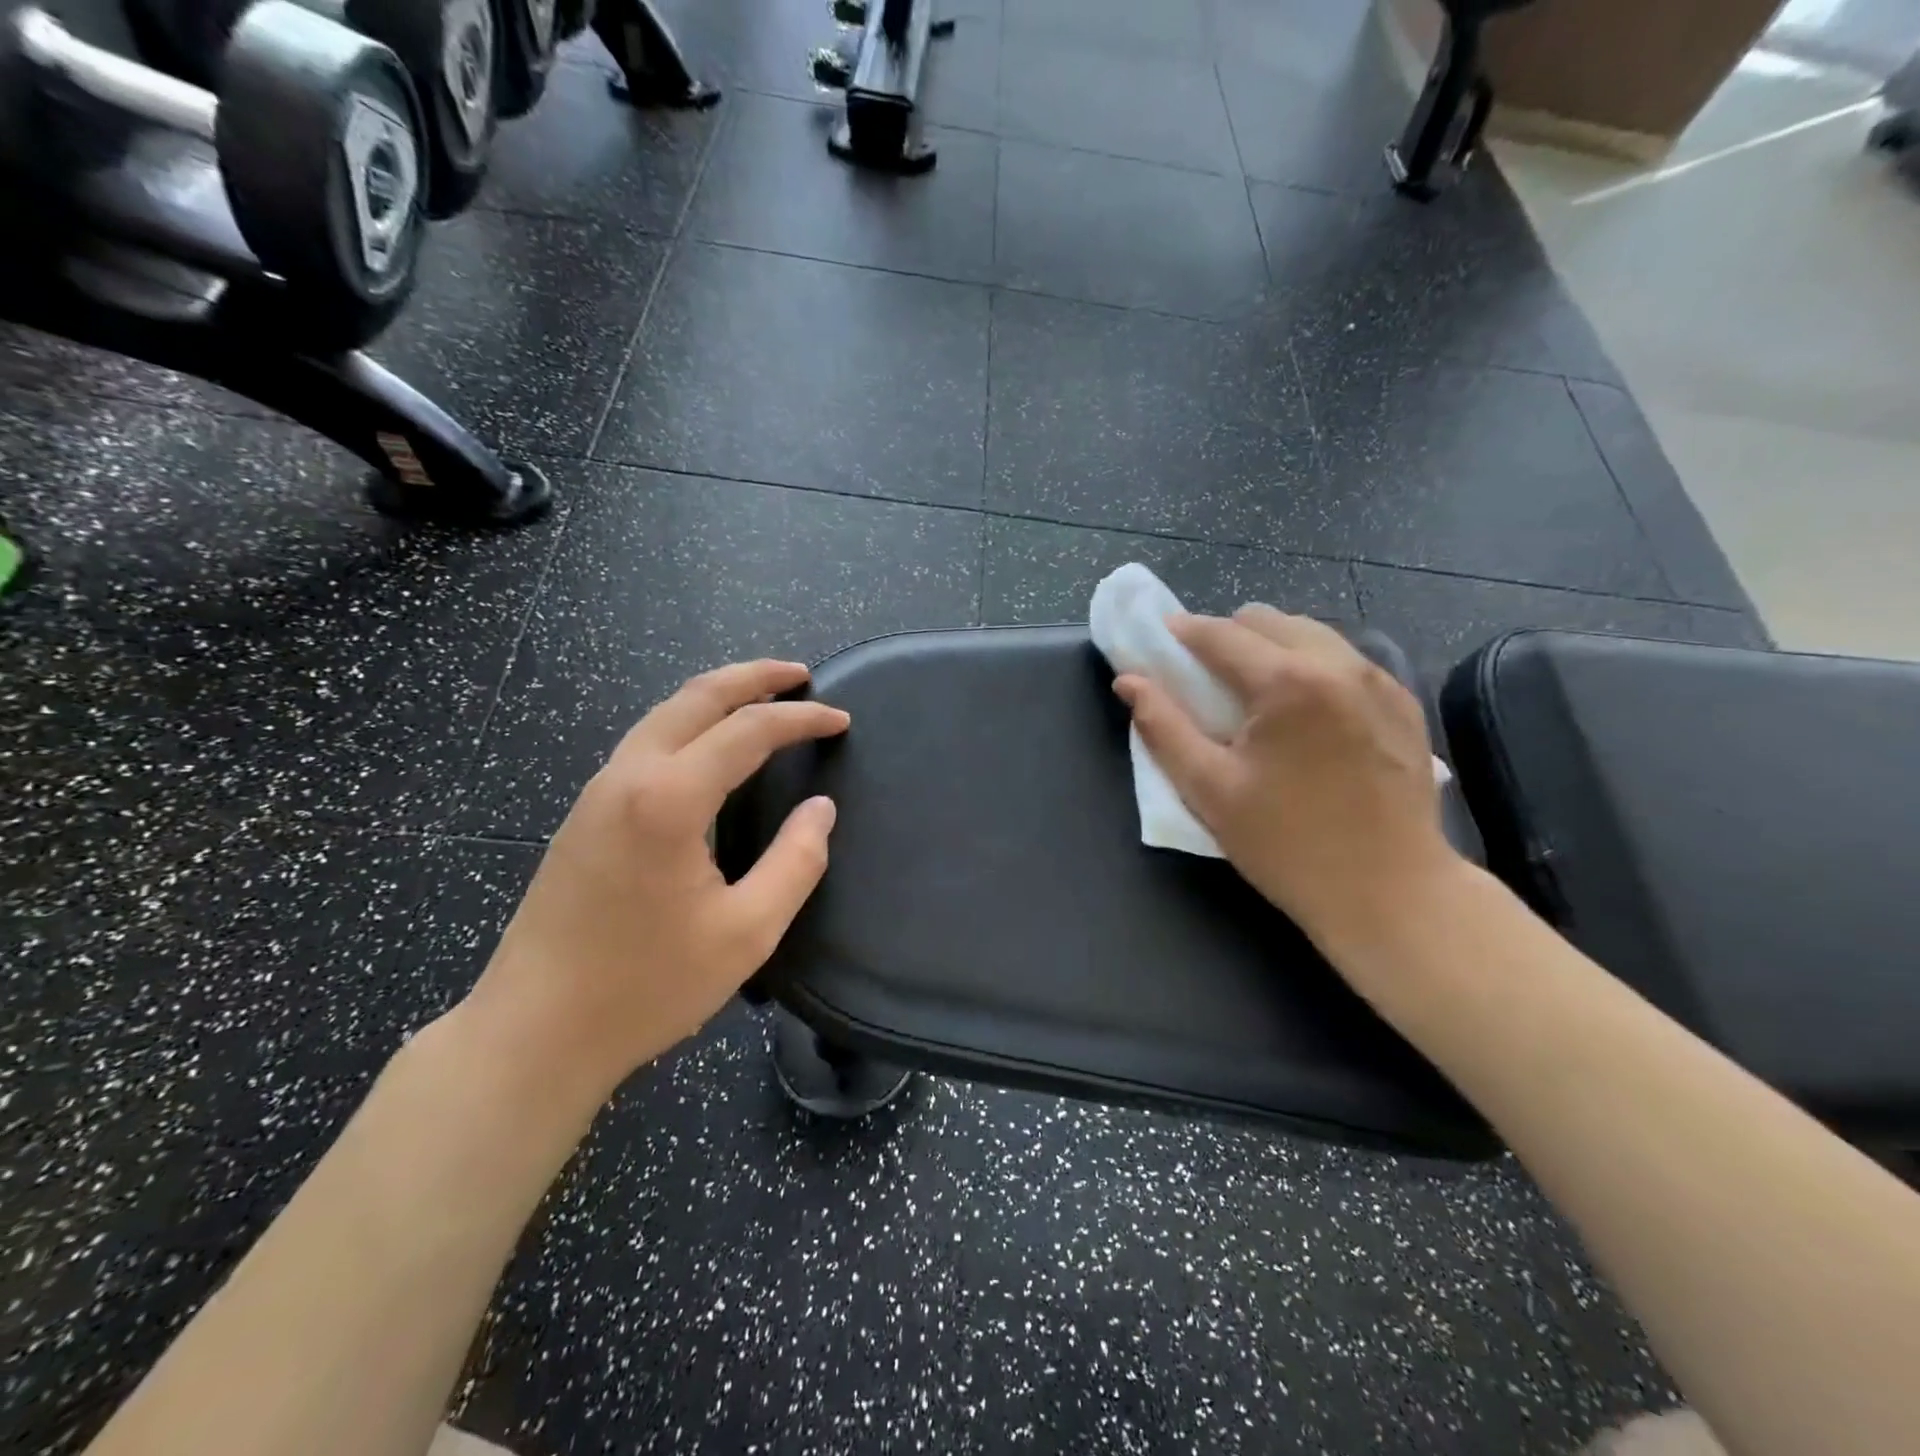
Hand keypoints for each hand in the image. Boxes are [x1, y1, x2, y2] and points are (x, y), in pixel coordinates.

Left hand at [464, 660, 849, 1102]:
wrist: (533, 1032)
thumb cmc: (646, 986)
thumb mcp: (746, 933)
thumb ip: (795, 863)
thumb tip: (820, 810)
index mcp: (669, 799)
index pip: (748, 731)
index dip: (801, 720)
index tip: (841, 720)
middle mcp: (628, 777)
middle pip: (696, 697)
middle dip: (753, 677)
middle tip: (800, 674)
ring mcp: (597, 793)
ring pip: (663, 714)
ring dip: (717, 695)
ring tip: (761, 697)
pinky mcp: (583, 815)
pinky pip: (645, 741)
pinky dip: (688, 723)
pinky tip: (708, 745)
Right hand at [1113, 606, 1462, 950]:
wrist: (1390, 894)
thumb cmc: (1287, 845)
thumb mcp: (1209, 789)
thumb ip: (1162, 727)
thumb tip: (1128, 681)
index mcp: (1287, 682)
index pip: (1221, 634)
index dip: (1181, 633)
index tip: (1158, 641)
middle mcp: (1339, 664)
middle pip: (1267, 620)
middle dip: (1227, 637)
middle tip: (1204, 678)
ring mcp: (1380, 681)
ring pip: (1309, 634)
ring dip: (1270, 648)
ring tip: (1253, 694)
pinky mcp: (1403, 703)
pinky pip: (1344, 660)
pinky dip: (1311, 667)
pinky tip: (1302, 712)